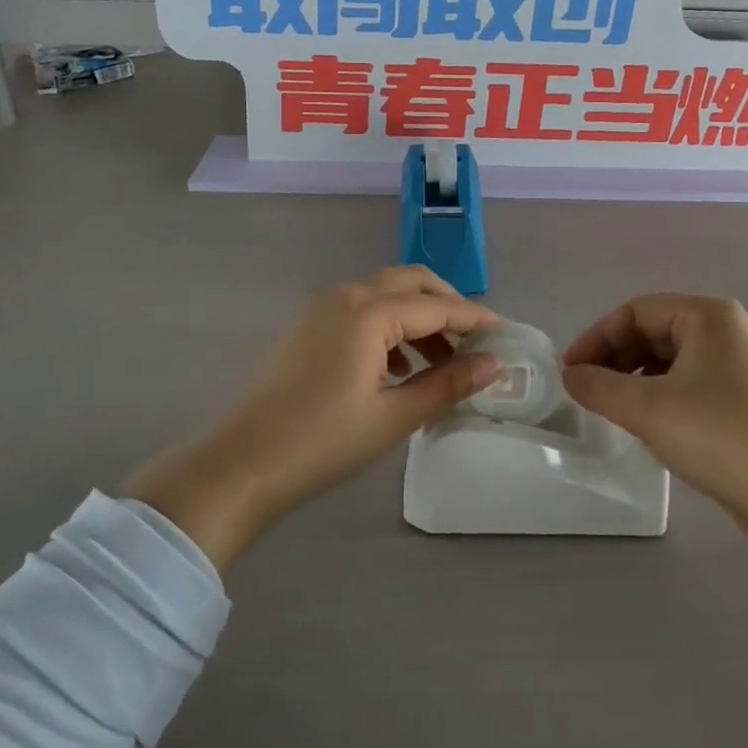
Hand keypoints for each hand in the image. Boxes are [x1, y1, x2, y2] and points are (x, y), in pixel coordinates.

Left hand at [125, 267, 500, 570]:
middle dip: (447, 304)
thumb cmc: (323, 442)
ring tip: (441, 361)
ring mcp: (322, 308)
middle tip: (474, 338)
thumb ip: (447, 384)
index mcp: (369, 313)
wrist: (241, 465)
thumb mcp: (393, 417)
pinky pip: (361, 309)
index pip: (437, 306)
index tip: (505, 334)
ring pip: (385, 293)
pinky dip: (389, 325)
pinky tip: (398, 367)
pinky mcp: (307, 326)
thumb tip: (493, 365)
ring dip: (418, 316)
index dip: (475, 319)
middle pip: (411, 282)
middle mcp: (346, 295)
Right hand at [561, 294, 747, 537]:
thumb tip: (570, 375)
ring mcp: (742, 363)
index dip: (596, 338)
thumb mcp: (647, 409)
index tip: (569, 371)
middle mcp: (728, 329)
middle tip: (587, 391)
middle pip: (654, 331)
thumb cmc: (718, 436)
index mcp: (708, 316)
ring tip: (612, 408)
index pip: (636, 311)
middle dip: (615, 358)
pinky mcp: (747, 396)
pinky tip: (648, 422)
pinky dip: (661, 393)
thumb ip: (599, 387)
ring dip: (635, 377)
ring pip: (672, 358)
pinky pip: (691, 380)